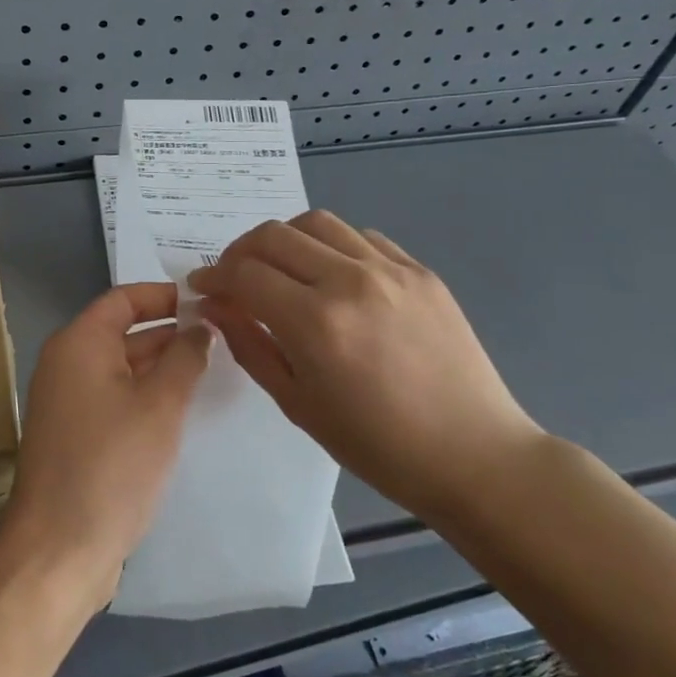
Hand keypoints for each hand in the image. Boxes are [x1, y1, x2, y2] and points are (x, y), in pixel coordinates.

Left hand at [0, 283, 211, 608]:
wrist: (58, 548)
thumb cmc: (112, 465)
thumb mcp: (160, 406)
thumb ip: (185, 358)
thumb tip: (200, 326)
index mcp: (79, 344)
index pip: (124, 299)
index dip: (165, 295)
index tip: (208, 300)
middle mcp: (67, 364)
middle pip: (122, 331)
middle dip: (169, 330)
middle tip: (222, 334)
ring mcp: (68, 401)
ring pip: (121, 367)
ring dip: (161, 365)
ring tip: (212, 366)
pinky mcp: (75, 435)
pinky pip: (115, 397)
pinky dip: (146, 394)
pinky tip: (182, 407)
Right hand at [188, 211, 541, 522]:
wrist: (472, 454)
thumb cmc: (377, 445)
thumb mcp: (298, 403)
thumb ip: (251, 344)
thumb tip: (216, 305)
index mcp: (315, 322)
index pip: (245, 274)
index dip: (214, 277)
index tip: (202, 288)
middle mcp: (350, 281)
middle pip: (274, 235)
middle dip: (240, 251)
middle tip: (232, 277)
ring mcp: (390, 270)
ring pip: (317, 222)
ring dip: (284, 239)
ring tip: (280, 268)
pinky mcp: (420, 270)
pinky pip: (361, 237)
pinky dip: (331, 245)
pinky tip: (331, 275)